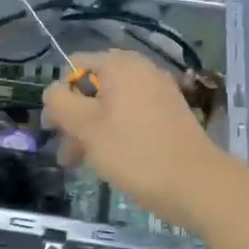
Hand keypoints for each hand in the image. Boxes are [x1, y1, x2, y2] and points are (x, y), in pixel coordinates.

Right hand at [42, 50, 228, 230]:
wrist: (195, 183)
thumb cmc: (134, 153)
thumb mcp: (86, 128)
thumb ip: (61, 103)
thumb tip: (52, 91)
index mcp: (120, 65)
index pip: (75, 66)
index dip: (59, 96)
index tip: (54, 129)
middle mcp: (141, 70)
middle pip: (93, 87)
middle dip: (74, 119)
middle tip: (66, 155)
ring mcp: (158, 92)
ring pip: (111, 106)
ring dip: (91, 131)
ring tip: (83, 164)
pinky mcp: (169, 115)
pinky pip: (131, 117)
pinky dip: (115, 134)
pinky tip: (111, 161)